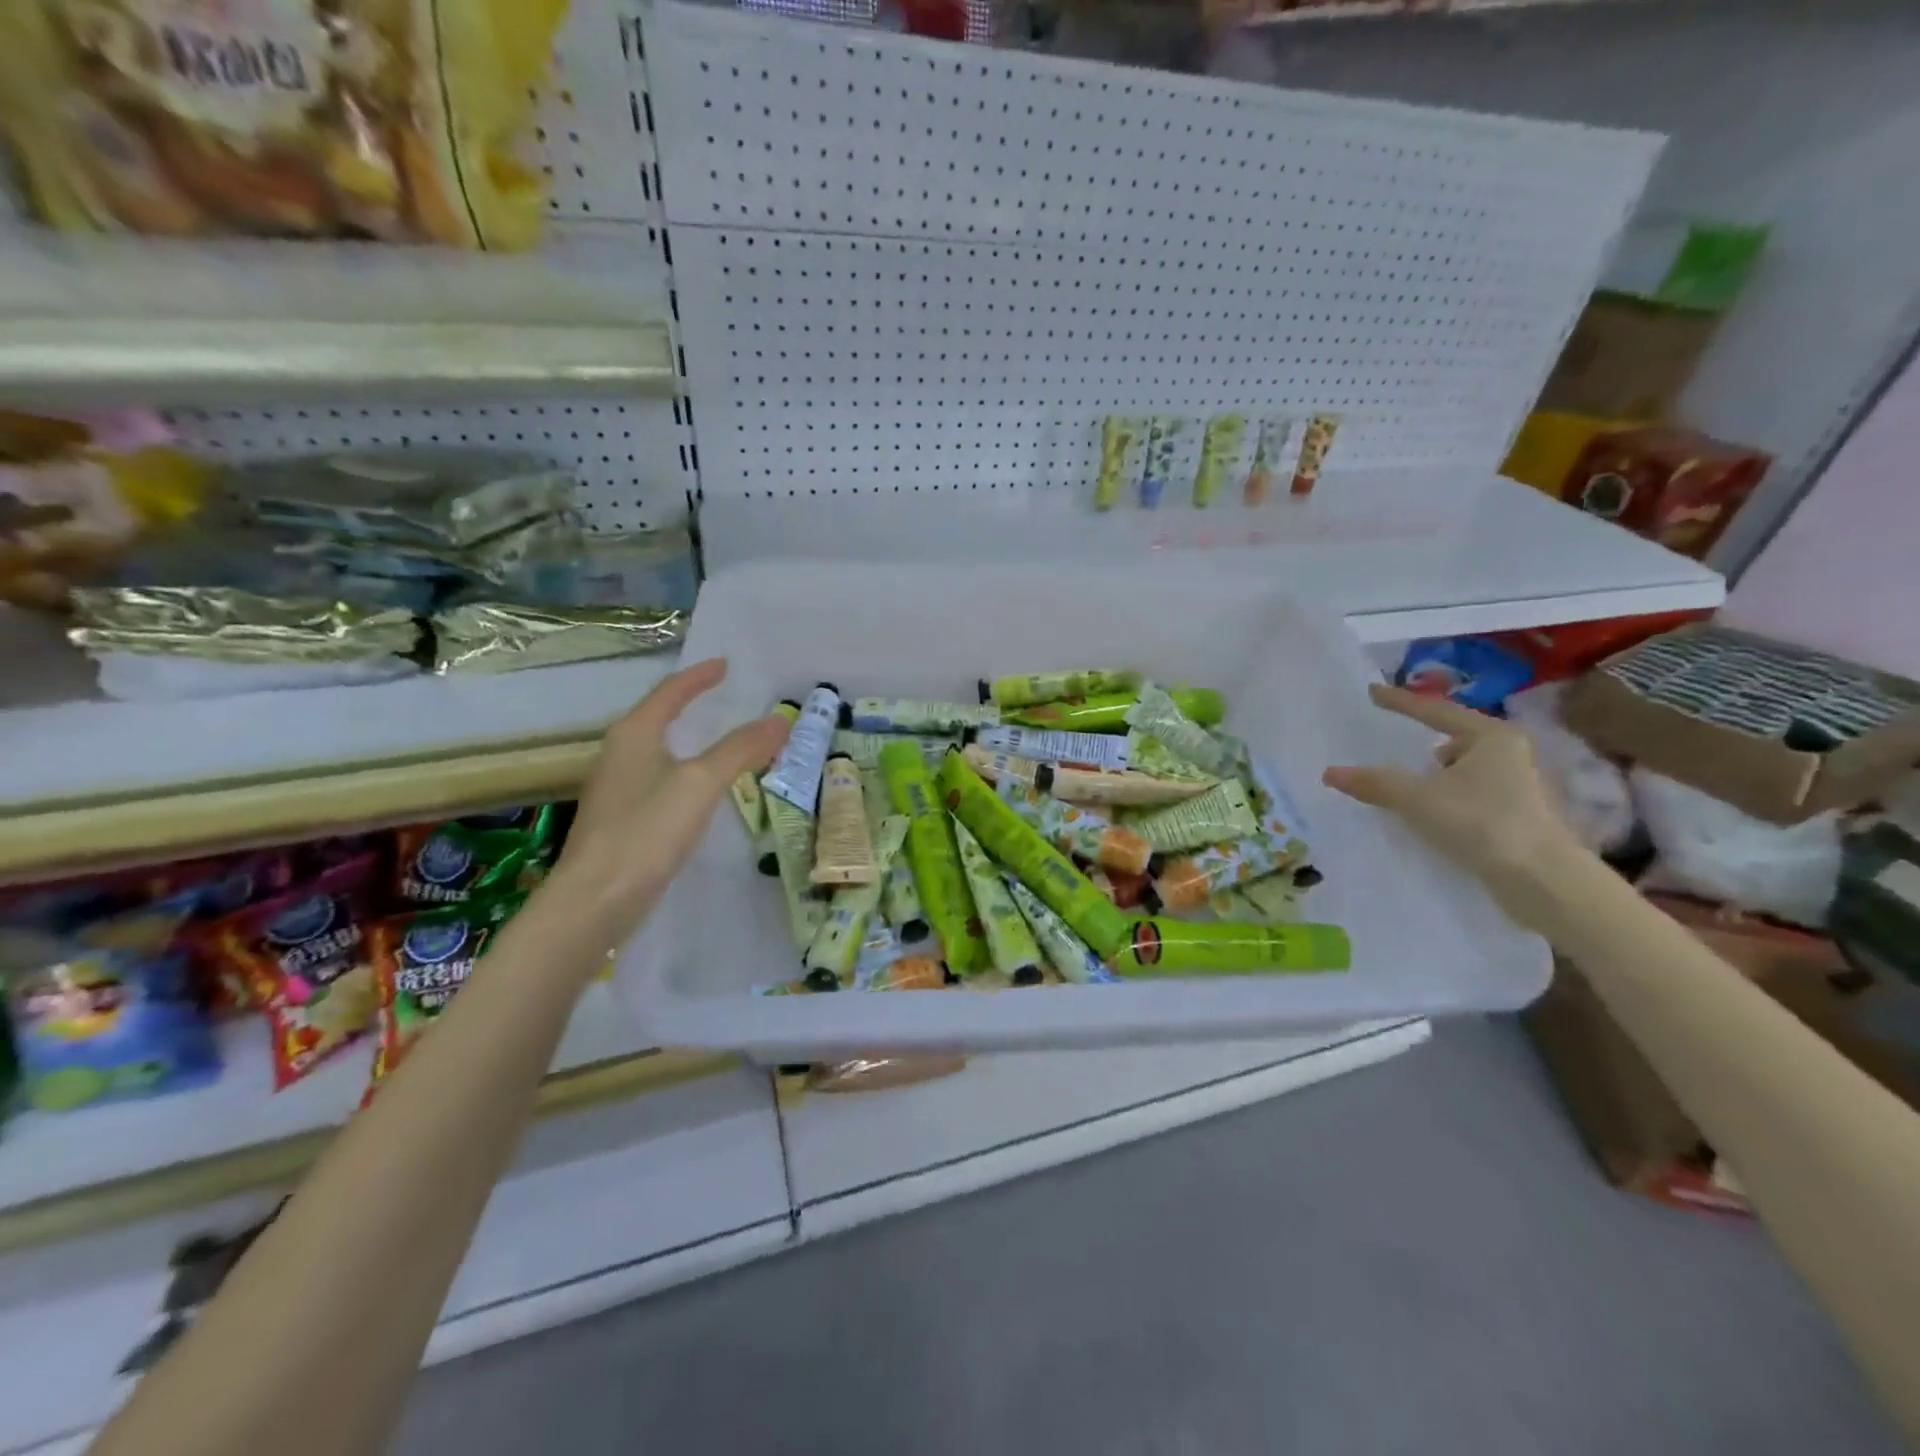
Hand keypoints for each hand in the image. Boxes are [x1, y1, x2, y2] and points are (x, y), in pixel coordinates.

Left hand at [550, 658, 789, 949]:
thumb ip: (740, 749)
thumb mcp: (701, 783)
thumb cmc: (647, 830)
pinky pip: (659, 779)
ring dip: (689, 739)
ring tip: (718, 739)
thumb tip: (780, 719)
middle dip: (691, 704)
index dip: (699, 676)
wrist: (596, 899)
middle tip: (724, 697)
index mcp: (634, 734)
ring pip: (659, 750)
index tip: (725, 664)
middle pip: (659, 717)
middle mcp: (620, 754)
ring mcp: (617, 789)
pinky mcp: (622, 820)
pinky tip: (699, 790)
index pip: (670, 692)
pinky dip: (685, 771)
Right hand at [1322, 683, 1585, 932]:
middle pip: (1453, 738)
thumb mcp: (1419, 800)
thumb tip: (1331, 772)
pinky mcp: (1518, 813)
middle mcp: (1510, 753)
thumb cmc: (1483, 824)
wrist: (1543, 880)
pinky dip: (1447, 797)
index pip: (1435, 711)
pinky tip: (1433, 815)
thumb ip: (1375, 783)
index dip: (1400, 702)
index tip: (1371, 692)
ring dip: (1436, 776)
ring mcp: (1518, 784)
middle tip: (1393, 747)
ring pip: (1463, 768)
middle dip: (1425, 744)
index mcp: (1491, 736)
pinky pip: (1470, 792)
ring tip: (1410, 791)